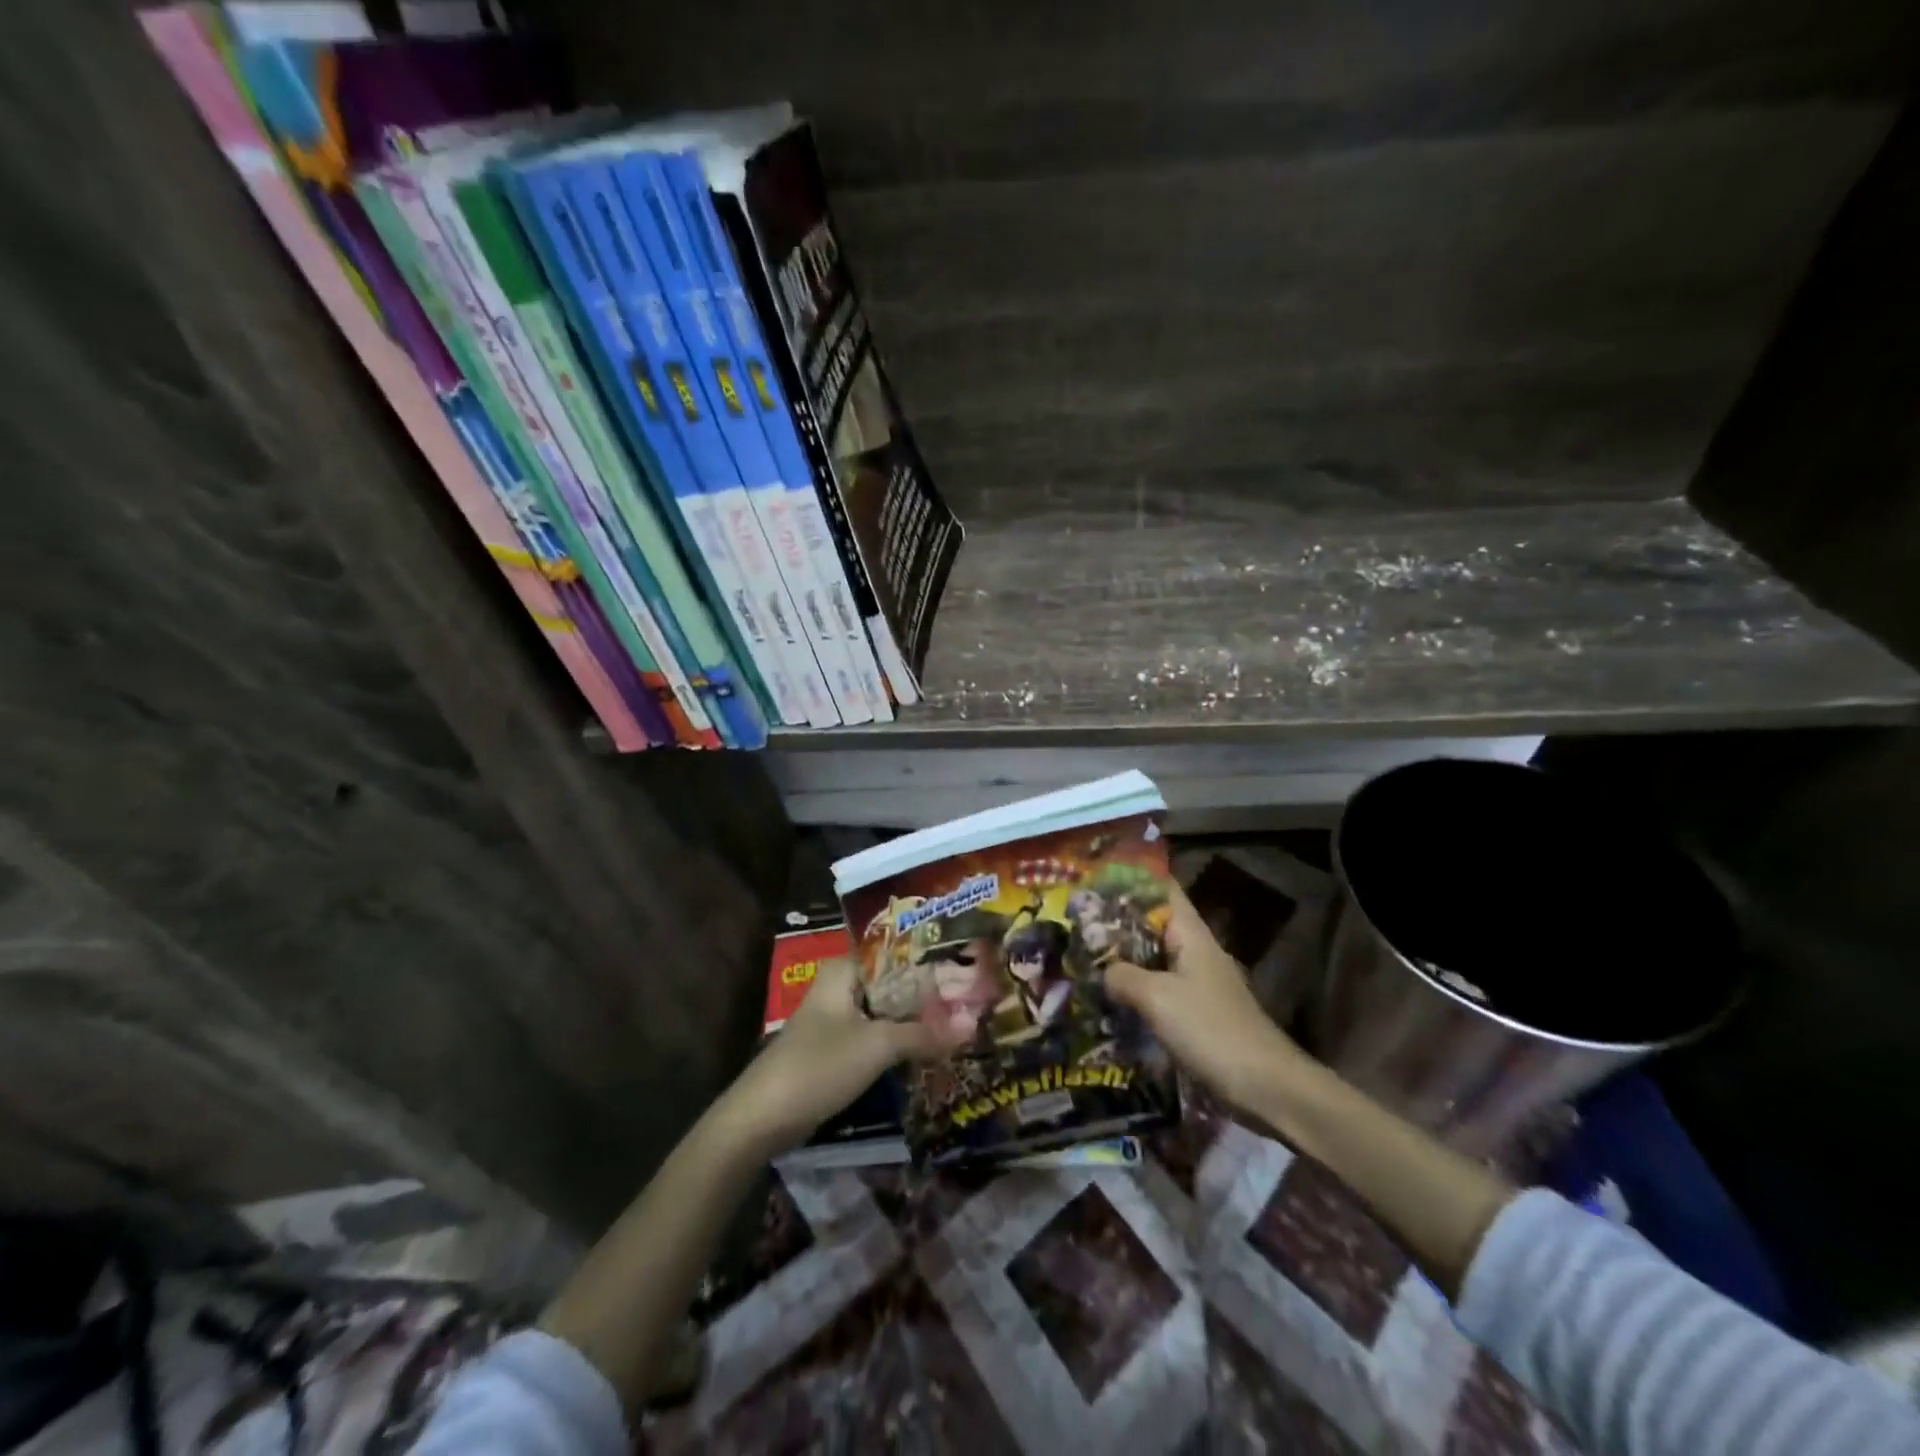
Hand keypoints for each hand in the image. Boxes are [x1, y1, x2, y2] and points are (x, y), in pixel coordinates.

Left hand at [725, 953, 956, 1154]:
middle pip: (893, 983)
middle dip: (928, 994)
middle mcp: (840, 985)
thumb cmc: (818, 1066)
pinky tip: (930, 1048)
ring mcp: (836, 1017)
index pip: (896, 953)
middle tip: (974, 999)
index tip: (969, 968)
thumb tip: (972, 1026)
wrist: (762, 1119)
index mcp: (844, 970)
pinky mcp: (836, 1048)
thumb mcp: (877, 1046)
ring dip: (916, 1019)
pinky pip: (876, 1034)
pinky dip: (900, 1040)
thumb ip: (924, 1034)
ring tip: (961, 1021)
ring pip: (886, 1011)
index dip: (931, 961)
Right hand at [1106, 885, 1305, 1111]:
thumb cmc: (1210, 1029)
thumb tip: (1102, 970)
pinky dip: (1136, 990)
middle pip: (1154, 924)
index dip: (1131, 881)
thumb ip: (1122, 976)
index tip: (1094, 881)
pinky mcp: (1198, 1013)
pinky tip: (1110, 1001)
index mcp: (1191, 935)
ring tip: (1084, 959)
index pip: (1163, 890)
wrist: (1265, 1086)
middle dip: (1117, 923)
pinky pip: (1160, 990)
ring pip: (1154, 959)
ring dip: (1124, 959)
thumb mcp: (1157, 998)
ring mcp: (1199, 983)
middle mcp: (1196, 951)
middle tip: (1076, 924)